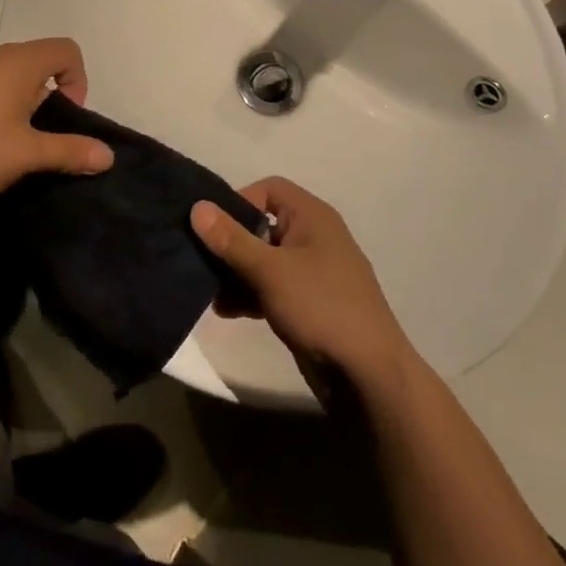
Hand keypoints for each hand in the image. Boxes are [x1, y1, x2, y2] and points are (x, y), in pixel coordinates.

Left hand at [0, 39, 112, 209]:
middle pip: (43, 63)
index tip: (66, 118)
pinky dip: (5, 110)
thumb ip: (70, 151)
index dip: (79, 82)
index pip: (67, 51)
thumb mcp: (27, 155)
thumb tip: (108, 156)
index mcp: (20, 62)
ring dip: (29, 108)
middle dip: (55, 98)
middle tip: (47, 138)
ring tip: (21, 147)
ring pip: (17, 79)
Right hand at [190, 178, 411, 388]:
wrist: (368, 376)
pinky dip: (250, 294)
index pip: (268, 189)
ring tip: (209, 292)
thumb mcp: (270, 270)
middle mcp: (314, 237)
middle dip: (230, 243)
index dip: (238, 201)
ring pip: (264, 259)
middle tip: (201, 261)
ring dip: (236, 272)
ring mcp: (313, 273)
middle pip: (262, 225)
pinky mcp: (308, 303)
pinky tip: (226, 311)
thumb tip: (197, 206)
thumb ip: (232, 239)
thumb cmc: (321, 308)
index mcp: (312, 217)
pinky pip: (272, 287)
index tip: (213, 228)